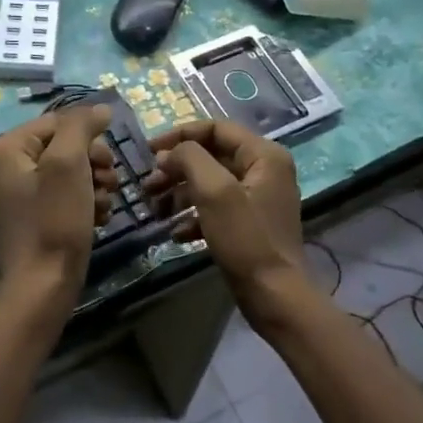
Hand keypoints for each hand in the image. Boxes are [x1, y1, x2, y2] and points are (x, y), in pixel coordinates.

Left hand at [0, 105, 117, 298]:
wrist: (43, 287)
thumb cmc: (53, 221)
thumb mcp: (68, 164)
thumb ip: (81, 127)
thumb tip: (99, 108)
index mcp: (6, 149)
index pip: (58, 122)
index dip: (89, 137)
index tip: (107, 162)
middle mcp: (6, 167)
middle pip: (64, 146)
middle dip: (93, 163)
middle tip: (109, 183)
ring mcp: (19, 195)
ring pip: (69, 172)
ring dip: (94, 184)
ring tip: (103, 205)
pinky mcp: (33, 217)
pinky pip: (65, 196)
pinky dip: (85, 203)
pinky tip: (96, 218)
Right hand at [143, 120, 303, 292]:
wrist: (274, 294)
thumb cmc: (245, 238)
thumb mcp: (214, 191)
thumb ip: (190, 159)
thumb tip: (169, 153)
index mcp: (264, 155)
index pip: (215, 129)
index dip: (179, 136)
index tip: (148, 151)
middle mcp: (265, 170)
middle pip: (211, 156)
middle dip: (176, 169)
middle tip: (148, 185)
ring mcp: (258, 199)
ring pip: (210, 184)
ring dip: (180, 193)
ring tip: (155, 209)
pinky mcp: (249, 225)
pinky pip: (216, 209)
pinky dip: (194, 216)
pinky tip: (175, 233)